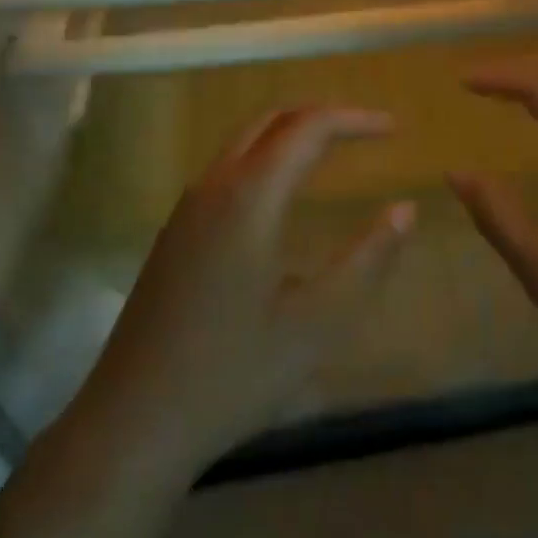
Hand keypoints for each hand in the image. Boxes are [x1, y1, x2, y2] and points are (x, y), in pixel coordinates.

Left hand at [63, 105, 415, 482]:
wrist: (131, 424)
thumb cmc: (232, 374)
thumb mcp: (318, 322)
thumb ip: (368, 259)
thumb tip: (405, 210)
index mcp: (250, 196)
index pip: (309, 127)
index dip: (355, 120)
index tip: (394, 129)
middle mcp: (214, 186)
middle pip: (271, 119)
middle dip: (322, 114)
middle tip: (365, 130)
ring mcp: (186, 209)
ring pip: (243, 141)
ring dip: (290, 132)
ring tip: (332, 151)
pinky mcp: (174, 234)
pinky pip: (226, 169)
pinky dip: (266, 157)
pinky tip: (282, 197)